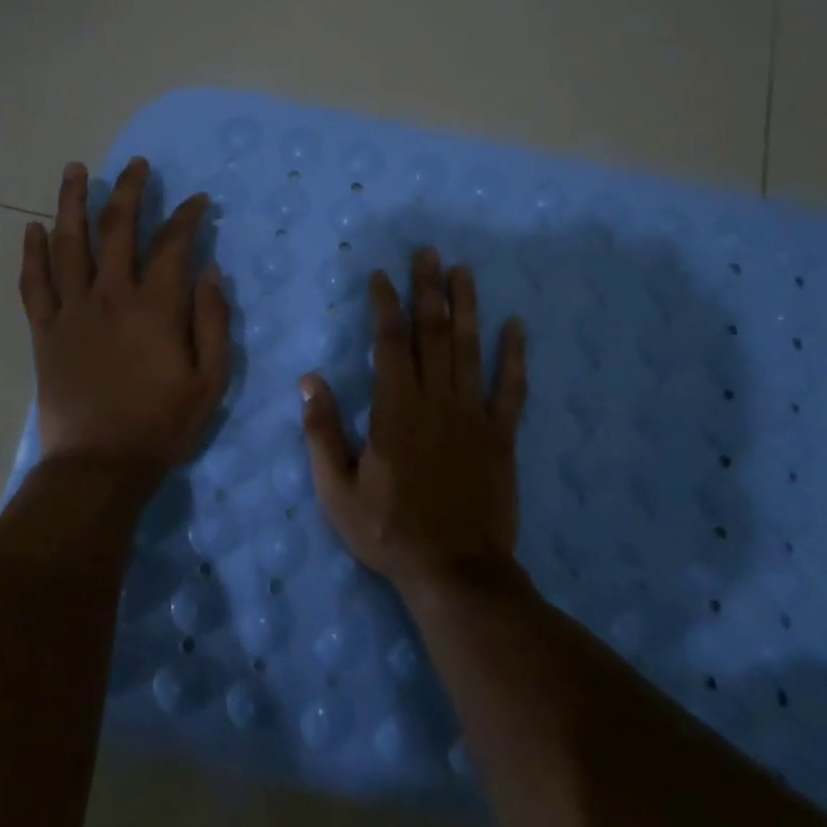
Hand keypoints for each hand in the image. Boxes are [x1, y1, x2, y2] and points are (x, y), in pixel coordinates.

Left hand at [18, 159, 230, 492]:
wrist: (99, 466)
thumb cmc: (162, 426)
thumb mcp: (210, 380)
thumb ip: (213, 321)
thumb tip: (211, 271)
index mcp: (155, 307)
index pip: (173, 244)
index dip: (186, 216)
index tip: (197, 200)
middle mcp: (110, 296)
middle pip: (117, 228)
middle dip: (128, 190)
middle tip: (135, 165)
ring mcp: (72, 311)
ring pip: (69, 243)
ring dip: (72, 202)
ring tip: (74, 169)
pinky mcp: (44, 331)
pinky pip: (33, 283)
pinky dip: (32, 253)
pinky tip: (33, 227)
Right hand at [301, 249, 528, 598]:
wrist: (456, 573)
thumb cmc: (390, 533)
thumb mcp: (337, 491)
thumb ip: (322, 432)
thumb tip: (310, 379)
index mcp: (395, 411)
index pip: (390, 343)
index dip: (385, 305)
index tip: (380, 276)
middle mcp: (436, 402)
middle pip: (433, 333)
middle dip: (428, 289)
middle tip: (428, 253)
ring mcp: (474, 416)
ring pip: (470, 349)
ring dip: (466, 306)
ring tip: (463, 271)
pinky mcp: (502, 436)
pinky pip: (511, 388)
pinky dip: (514, 356)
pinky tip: (516, 325)